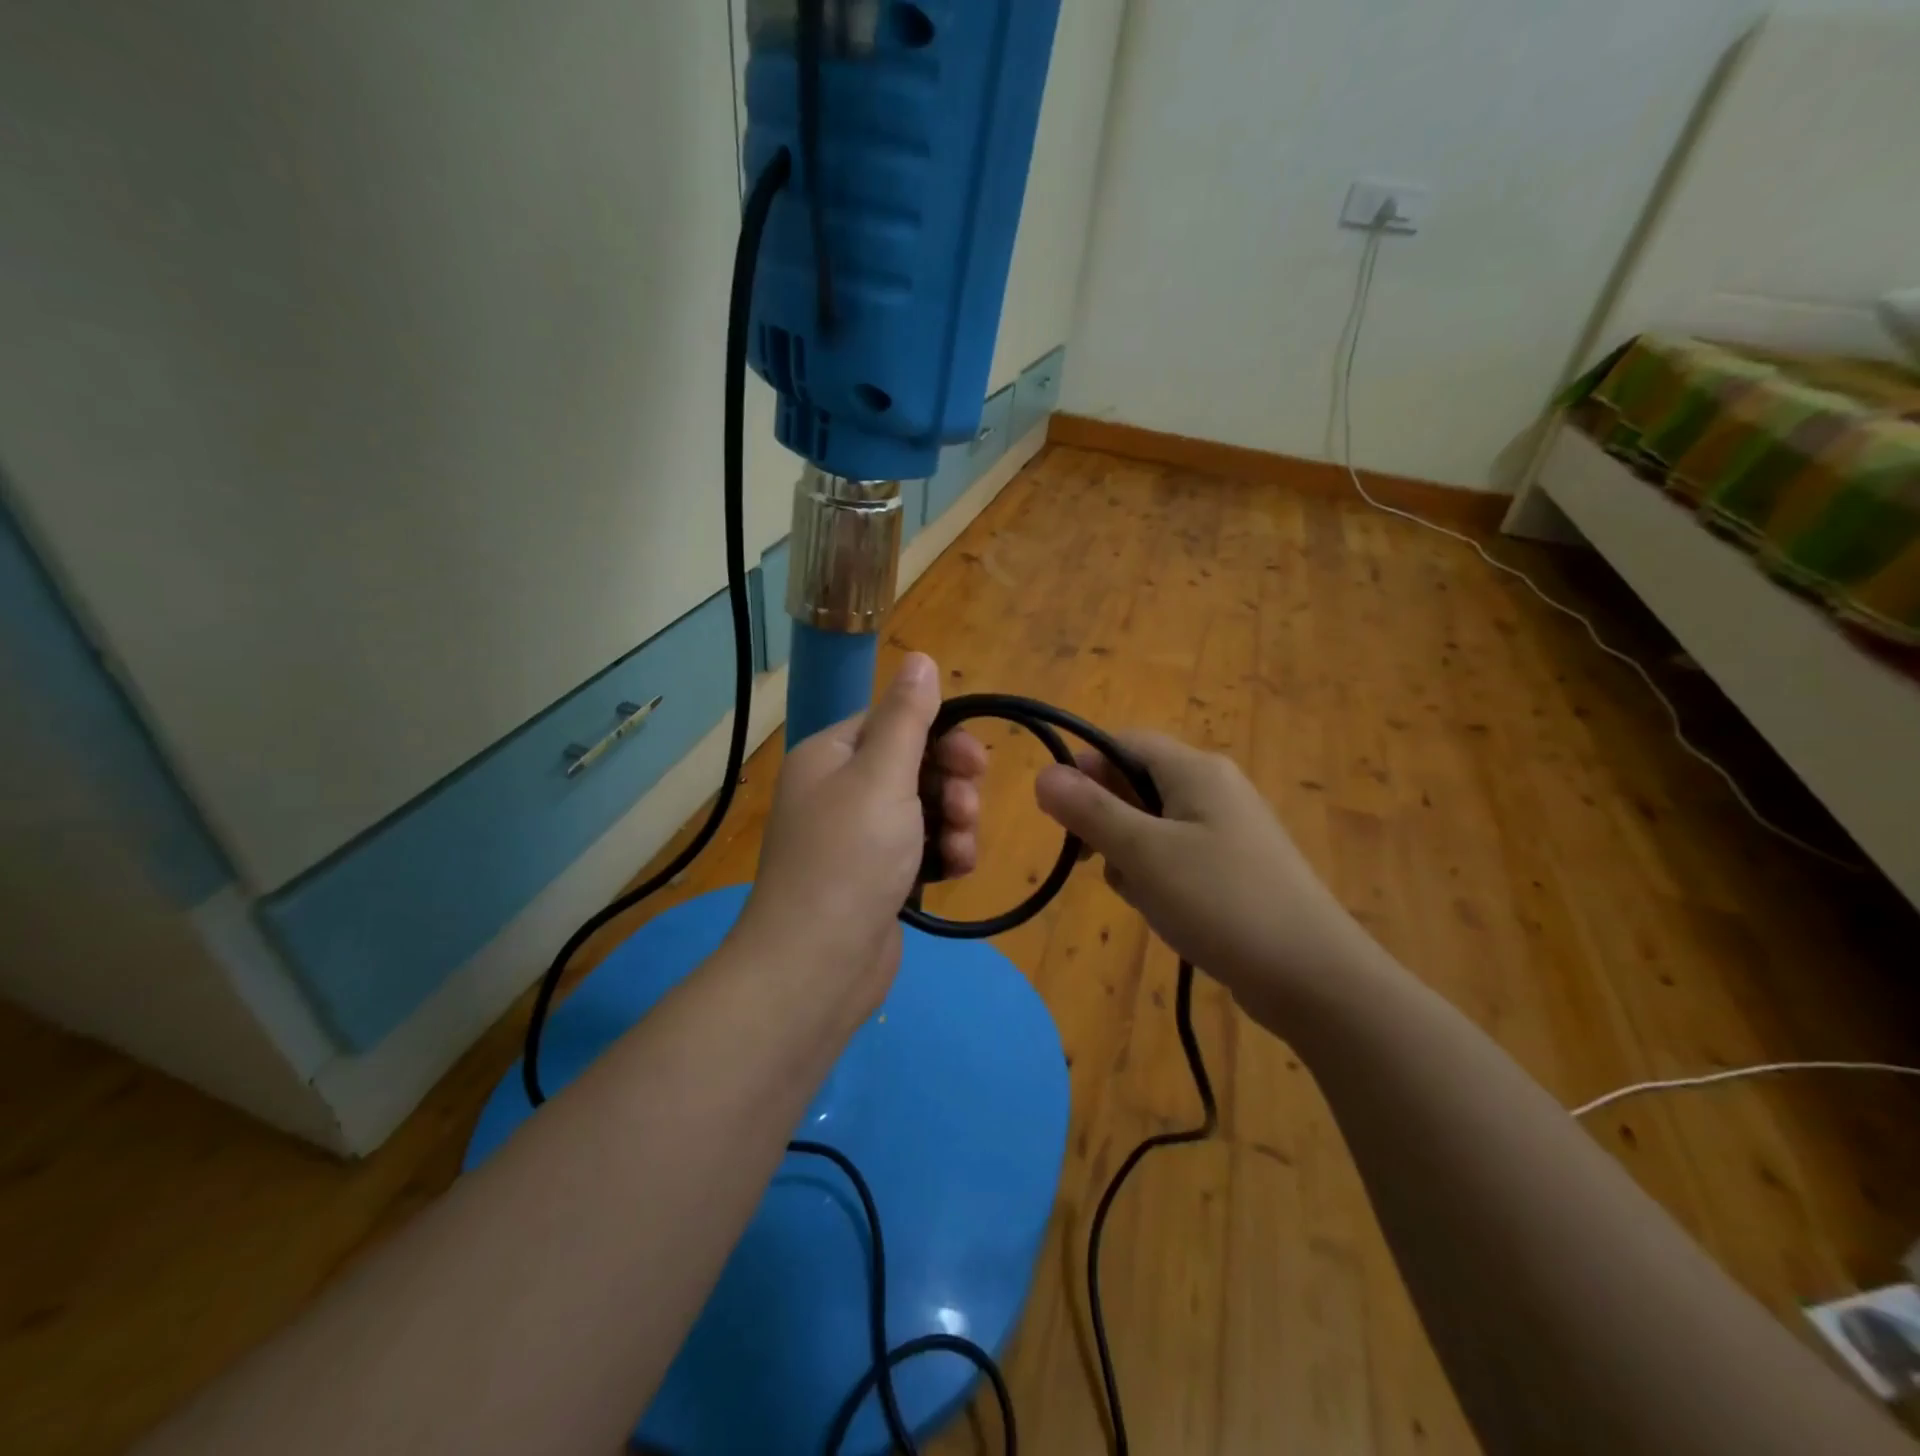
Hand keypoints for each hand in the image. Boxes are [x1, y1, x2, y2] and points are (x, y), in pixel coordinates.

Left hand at [738, 653, 986, 1019]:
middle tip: (967, 806)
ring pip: (925, 807)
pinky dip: (944, 853)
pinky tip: (957, 869)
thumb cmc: (850, 858)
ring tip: (959, 846)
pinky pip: (922, 847)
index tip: (973, 760)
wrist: (818, 966)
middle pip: (915, 764)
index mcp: (831, 756)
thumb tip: (920, 658)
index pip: (893, 722)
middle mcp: (840, 790)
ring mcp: (858, 837)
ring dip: (954, 821)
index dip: (940, 736)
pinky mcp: (878, 877)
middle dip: (951, 783)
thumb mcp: (882, 776)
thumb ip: (907, 717)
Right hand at [1034, 732, 1378, 1019]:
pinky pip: (1178, 855)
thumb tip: (1043, 773)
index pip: (1123, 743)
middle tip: (1099, 862)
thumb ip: (1090, 811)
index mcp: (1196, 770)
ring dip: (1131, 854)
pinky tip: (1163, 909)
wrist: (1313, 977)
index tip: (1062, 814)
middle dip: (1107, 820)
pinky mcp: (1237, 867)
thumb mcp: (1144, 854)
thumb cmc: (1221, 902)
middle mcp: (1216, 788)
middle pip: (1137, 783)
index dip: (1085, 769)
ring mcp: (1230, 829)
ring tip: (1140, 894)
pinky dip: (1158, 876)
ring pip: (1154, 824)